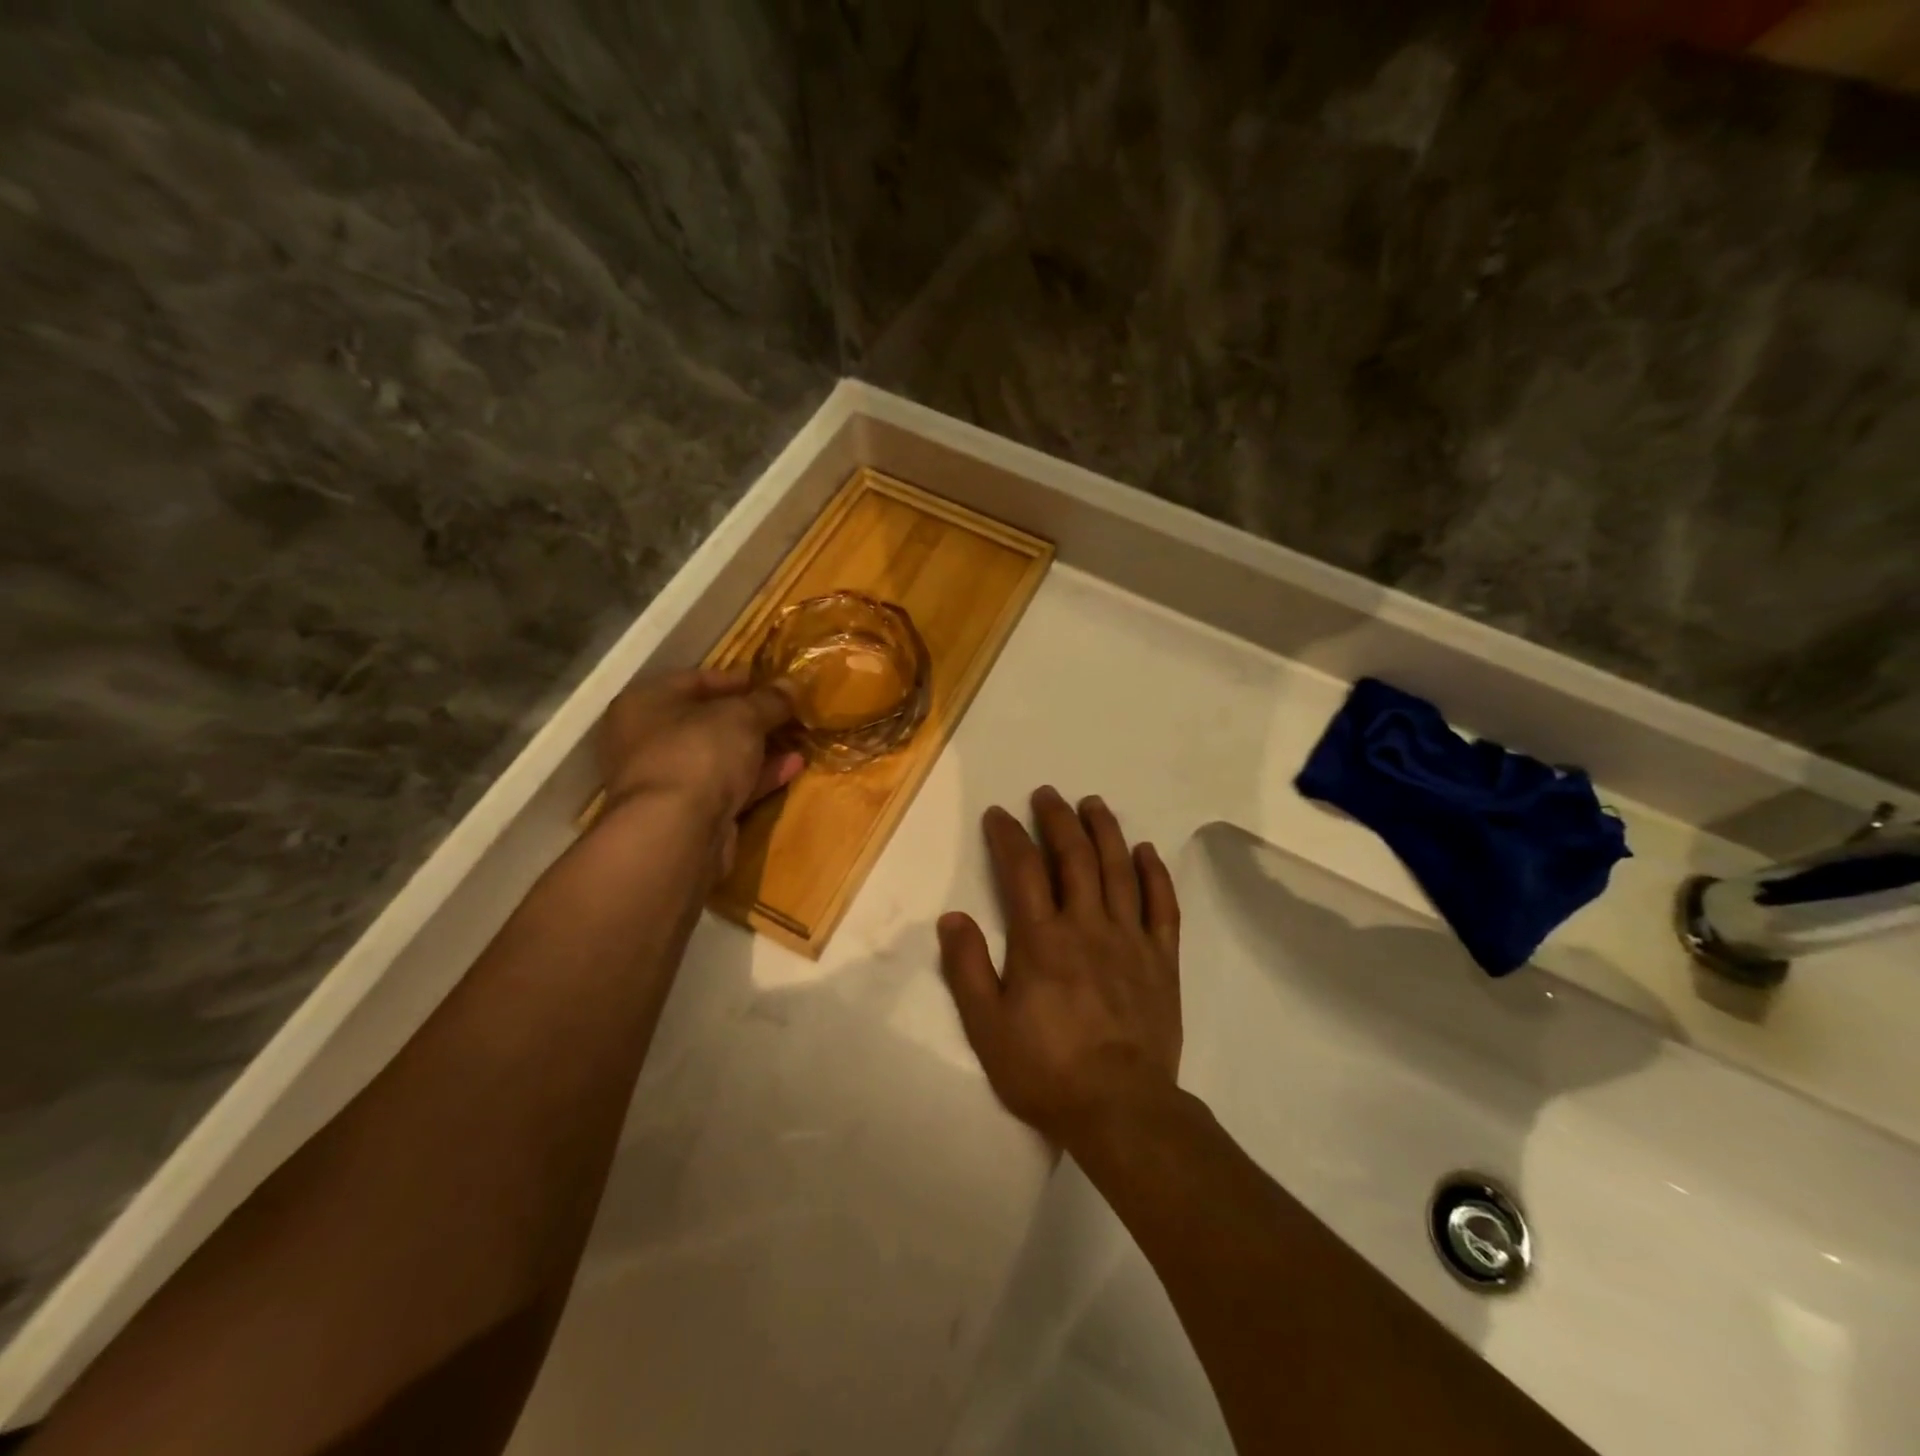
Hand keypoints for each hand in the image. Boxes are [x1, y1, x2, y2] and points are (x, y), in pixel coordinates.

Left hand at [596, 668, 801, 875]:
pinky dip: (757, 777)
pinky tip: (792, 767)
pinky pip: (727, 787)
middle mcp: (646, 740)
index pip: (694, 680)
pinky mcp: (687, 815)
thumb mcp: (742, 716)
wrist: (676, 833)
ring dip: (758, 749)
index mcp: (645, 704)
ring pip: (719, 757)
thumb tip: (791, 685)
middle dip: (750, 718)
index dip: (735, 679)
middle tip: (787, 713)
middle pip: (706, 721)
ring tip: (797, 739)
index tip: (772, 682)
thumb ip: (769, 700)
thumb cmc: (698, 753)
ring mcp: (666, 781)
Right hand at [937, 786, 1181, 1148]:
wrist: (1121, 1110)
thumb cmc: (1046, 1070)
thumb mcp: (988, 1027)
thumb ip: (968, 968)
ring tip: (1094, 804)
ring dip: (1105, 831)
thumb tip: (953, 917)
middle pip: (1074, 857)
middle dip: (1058, 819)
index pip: (1022, 870)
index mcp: (1042, 940)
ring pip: (1119, 869)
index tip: (999, 813)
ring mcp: (1130, 939)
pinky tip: (1146, 851)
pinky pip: (1162, 905)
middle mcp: (1087, 926)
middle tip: (1048, 794)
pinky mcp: (1162, 959)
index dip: (1009, 836)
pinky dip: (1155, 873)